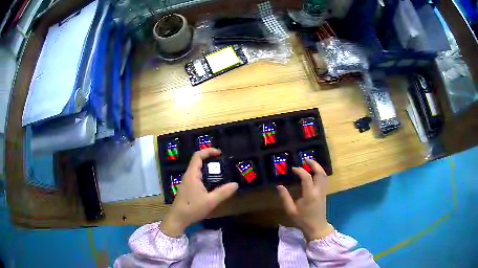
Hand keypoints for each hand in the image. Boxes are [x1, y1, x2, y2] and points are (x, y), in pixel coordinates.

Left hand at [160, 148, 238, 236]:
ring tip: (219, 172)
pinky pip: (196, 177)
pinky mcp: (186, 188)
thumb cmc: (192, 208)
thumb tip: (235, 184)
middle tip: (222, 162)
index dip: (208, 151)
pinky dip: (204, 175)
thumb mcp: (211, 201)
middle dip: (209, 159)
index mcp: (192, 175)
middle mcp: (188, 176)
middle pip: (197, 161)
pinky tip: (211, 184)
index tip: (219, 153)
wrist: (177, 219)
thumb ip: (223, 192)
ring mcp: (186, 182)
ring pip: (196, 170)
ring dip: (207, 168)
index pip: (198, 156)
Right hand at [277, 159, 332, 240]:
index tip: (293, 168)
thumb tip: (279, 186)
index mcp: (309, 195)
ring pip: (324, 175)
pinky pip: (324, 179)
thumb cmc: (302, 220)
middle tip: (306, 159)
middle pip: (320, 173)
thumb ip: (285, 198)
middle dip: (314, 164)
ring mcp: (323, 192)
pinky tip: (314, 173)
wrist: (316, 227)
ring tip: (310, 163)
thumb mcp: (291, 211)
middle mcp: (318, 191)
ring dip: (318, 167)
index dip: (300, 170)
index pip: (306, 177)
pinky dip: (320, 173)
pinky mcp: (324, 193)